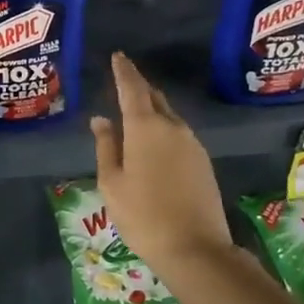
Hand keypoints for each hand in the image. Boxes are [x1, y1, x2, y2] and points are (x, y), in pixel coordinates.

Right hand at [90, 52, 230, 269]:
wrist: (195, 248)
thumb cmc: (142, 215)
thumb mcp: (112, 182)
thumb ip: (106, 146)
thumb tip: (101, 119)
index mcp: (144, 127)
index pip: (132, 88)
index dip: (123, 71)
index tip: (118, 56)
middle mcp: (171, 127)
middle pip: (154, 97)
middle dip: (138, 87)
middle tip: (124, 81)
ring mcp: (192, 143)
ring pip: (168, 115)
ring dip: (152, 109)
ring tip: (135, 113)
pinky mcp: (203, 160)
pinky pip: (178, 133)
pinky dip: (163, 128)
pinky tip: (154, 143)